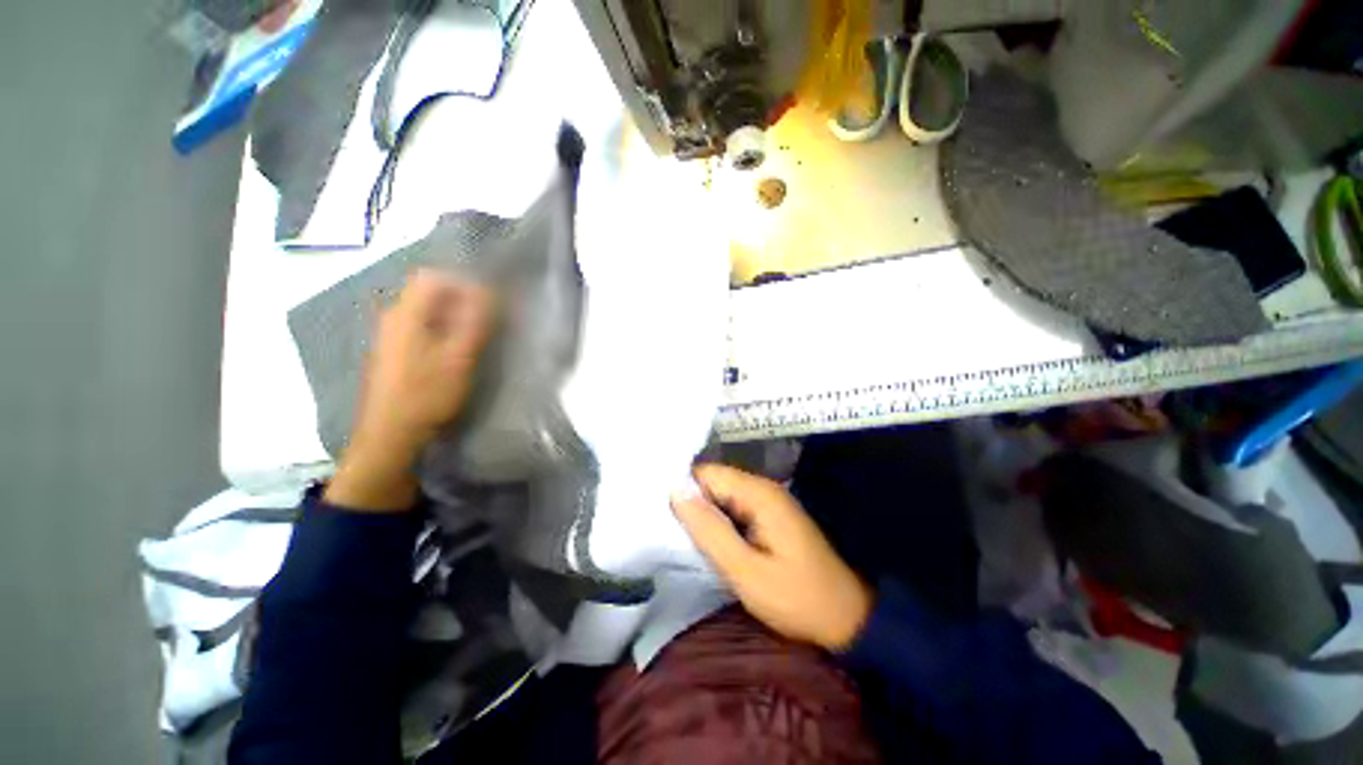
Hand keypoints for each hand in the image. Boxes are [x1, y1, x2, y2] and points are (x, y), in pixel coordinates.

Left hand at [325, 269, 494, 511]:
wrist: (391, 434)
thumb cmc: (426, 394)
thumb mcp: (459, 357)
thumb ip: (474, 322)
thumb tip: (488, 291)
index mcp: (406, 314)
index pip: (433, 277)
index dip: (464, 282)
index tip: (489, 300)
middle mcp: (394, 317)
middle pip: (430, 293)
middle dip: (462, 299)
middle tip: (488, 319)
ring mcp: (391, 335)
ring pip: (427, 311)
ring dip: (454, 316)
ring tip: (478, 335)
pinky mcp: (395, 352)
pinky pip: (422, 327)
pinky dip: (443, 330)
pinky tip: (457, 351)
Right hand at [671, 464, 872, 650]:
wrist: (846, 617)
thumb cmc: (796, 597)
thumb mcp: (746, 571)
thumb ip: (710, 530)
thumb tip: (676, 492)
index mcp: (758, 493)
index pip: (707, 473)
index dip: (683, 490)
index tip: (662, 515)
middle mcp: (763, 488)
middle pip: (714, 482)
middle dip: (692, 504)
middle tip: (670, 534)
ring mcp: (768, 501)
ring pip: (722, 496)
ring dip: (704, 515)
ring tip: (683, 540)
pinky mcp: (769, 516)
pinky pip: (733, 509)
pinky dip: (719, 523)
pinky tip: (709, 543)